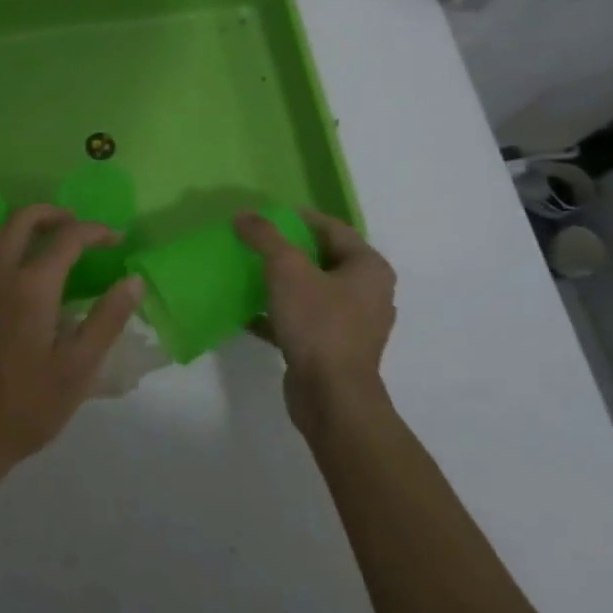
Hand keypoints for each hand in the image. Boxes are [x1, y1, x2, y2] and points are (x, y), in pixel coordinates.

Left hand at [0, 205, 142, 483]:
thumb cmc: (22, 409)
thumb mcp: (76, 370)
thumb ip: (106, 320)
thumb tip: (133, 281)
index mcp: (29, 287)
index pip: (66, 238)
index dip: (95, 231)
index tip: (116, 238)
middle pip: (21, 221)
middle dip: (53, 214)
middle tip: (78, 226)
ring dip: (26, 230)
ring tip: (53, 248)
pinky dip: (6, 252)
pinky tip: (20, 281)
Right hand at [234, 209, 397, 435]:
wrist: (332, 397)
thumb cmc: (318, 323)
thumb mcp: (287, 269)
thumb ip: (265, 237)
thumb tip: (244, 214)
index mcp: (369, 268)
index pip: (333, 228)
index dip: (299, 218)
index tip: (266, 215)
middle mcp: (368, 293)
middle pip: (323, 258)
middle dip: (288, 249)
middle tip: (255, 241)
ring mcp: (352, 324)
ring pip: (312, 291)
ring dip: (282, 282)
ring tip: (248, 272)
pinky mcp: (333, 349)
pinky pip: (304, 320)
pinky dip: (279, 313)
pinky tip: (248, 312)